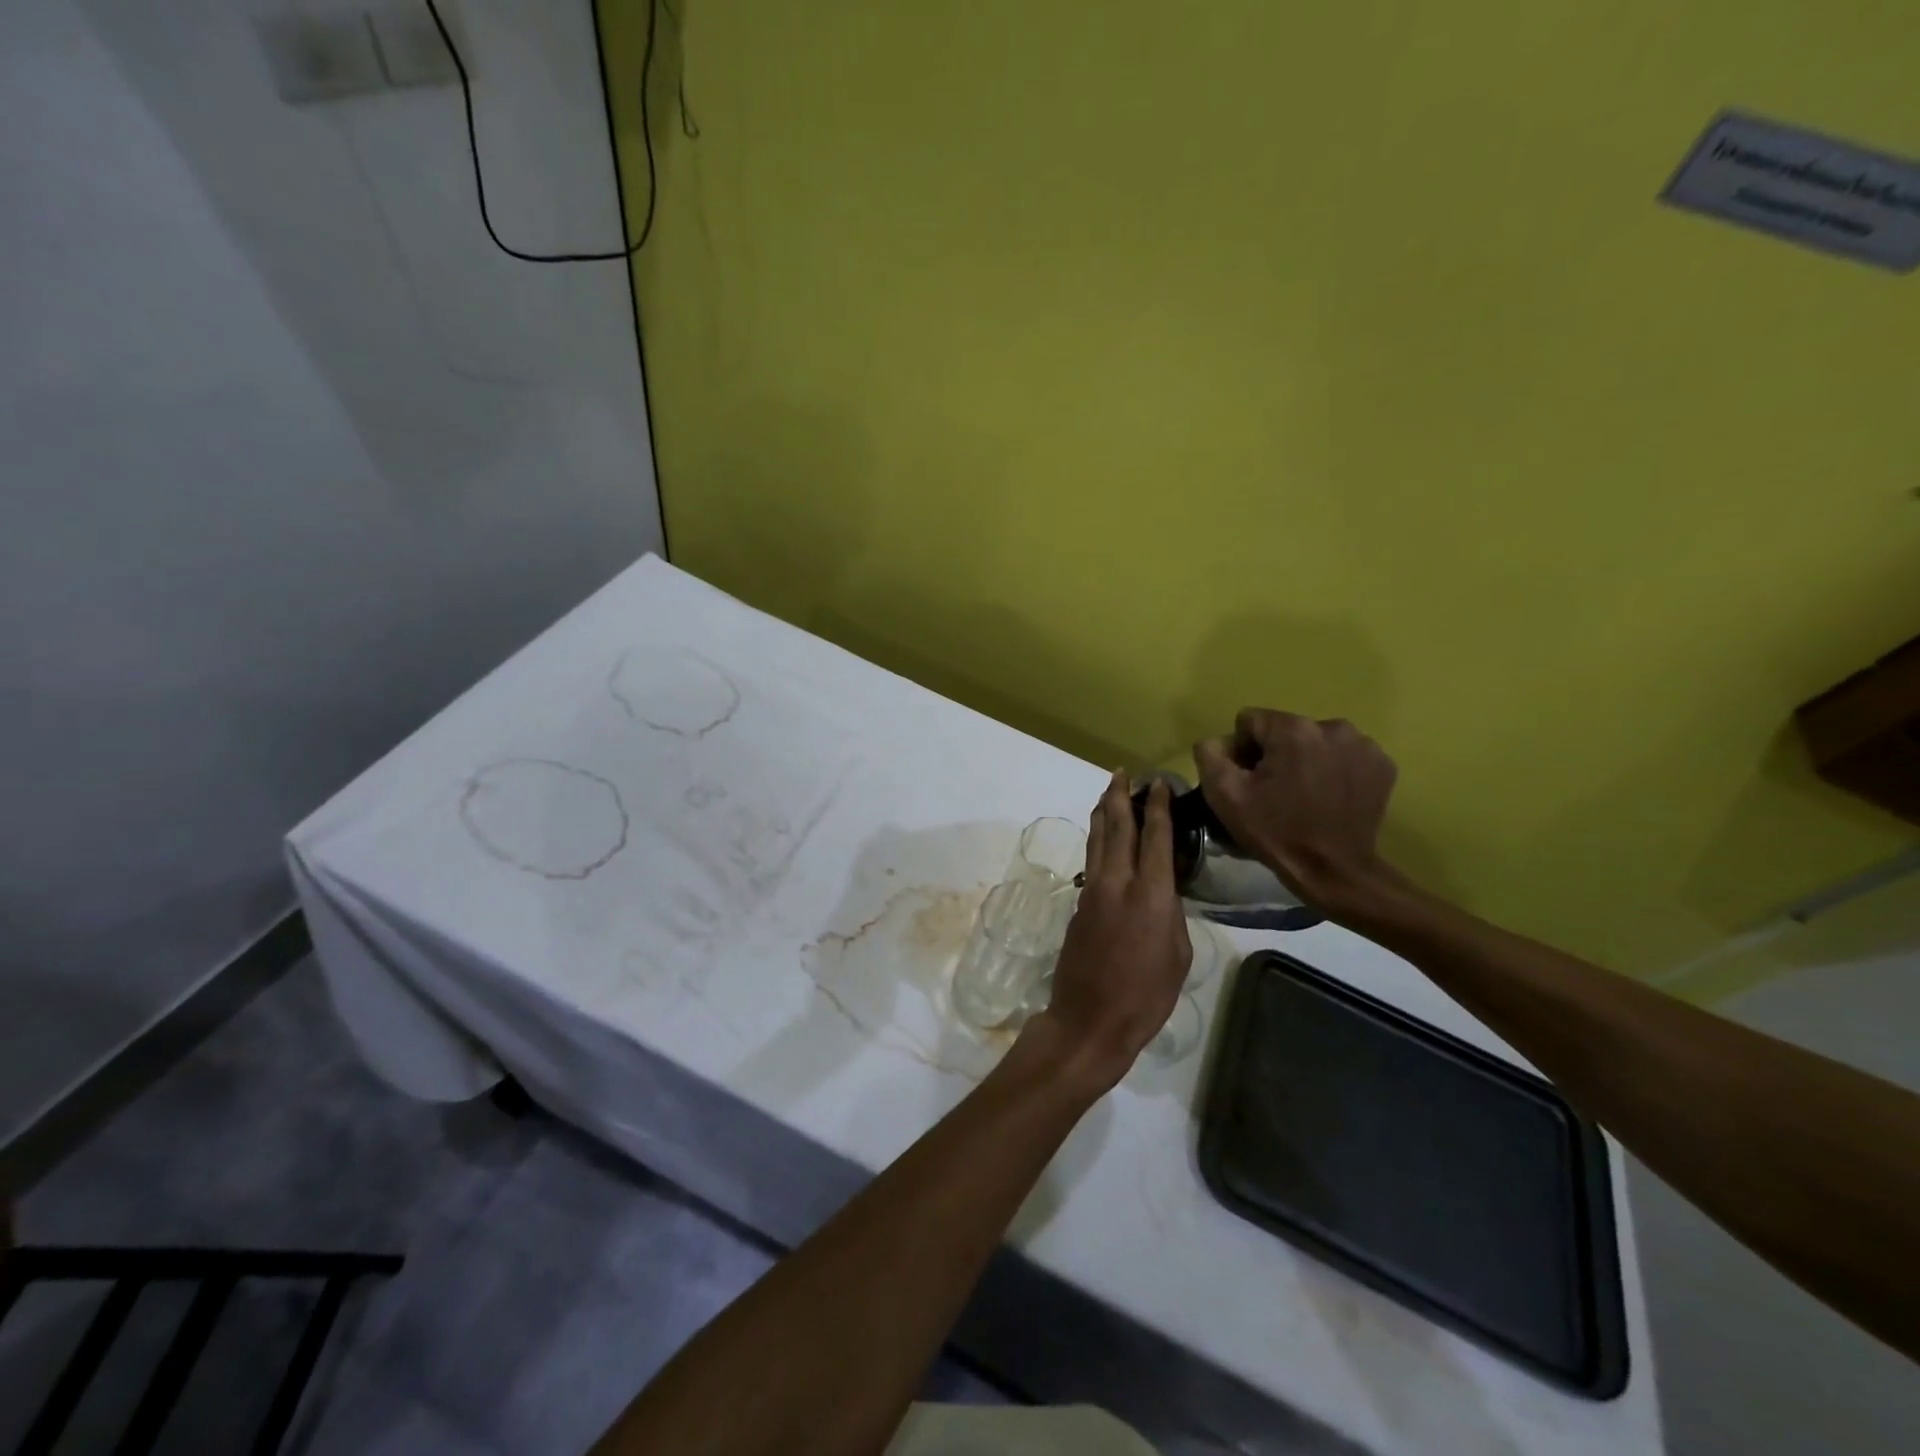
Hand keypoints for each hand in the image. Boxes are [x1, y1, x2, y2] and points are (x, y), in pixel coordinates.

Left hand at [1039, 774, 1191, 1086]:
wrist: (1089, 1019)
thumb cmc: (1146, 996)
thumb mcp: (1177, 956)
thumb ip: (1172, 914)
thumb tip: (1164, 892)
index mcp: (1151, 894)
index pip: (1155, 837)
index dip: (1158, 807)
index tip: (1159, 782)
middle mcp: (1118, 882)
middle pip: (1117, 827)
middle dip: (1120, 797)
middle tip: (1123, 773)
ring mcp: (1093, 891)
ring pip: (1097, 840)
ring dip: (1102, 812)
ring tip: (1108, 791)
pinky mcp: (1078, 905)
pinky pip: (1091, 860)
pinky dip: (1098, 840)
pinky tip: (1102, 837)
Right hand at [1194, 708, 1398, 911]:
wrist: (1334, 870)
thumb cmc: (1275, 831)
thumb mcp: (1223, 795)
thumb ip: (1210, 754)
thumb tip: (1221, 741)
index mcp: (1292, 729)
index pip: (1251, 721)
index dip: (1242, 751)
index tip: (1250, 781)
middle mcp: (1332, 726)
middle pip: (1285, 729)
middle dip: (1276, 754)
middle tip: (1275, 792)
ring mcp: (1363, 745)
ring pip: (1316, 740)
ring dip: (1306, 759)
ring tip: (1304, 795)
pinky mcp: (1382, 764)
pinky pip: (1344, 755)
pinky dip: (1334, 770)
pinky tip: (1330, 797)